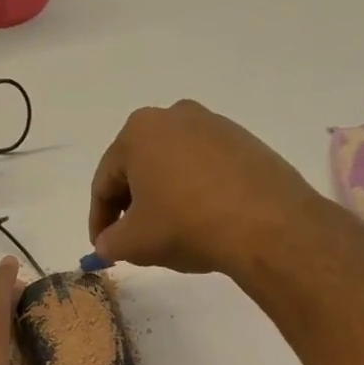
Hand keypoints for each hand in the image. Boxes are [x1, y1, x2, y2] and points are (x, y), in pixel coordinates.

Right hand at [89, 100, 329, 277]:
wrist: (264, 224)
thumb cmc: (185, 226)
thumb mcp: (134, 243)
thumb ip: (109, 242)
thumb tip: (106, 244)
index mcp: (138, 132)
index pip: (104, 182)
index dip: (99, 220)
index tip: (102, 247)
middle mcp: (174, 116)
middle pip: (138, 168)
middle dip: (131, 205)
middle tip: (130, 240)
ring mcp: (213, 125)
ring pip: (172, 166)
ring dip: (163, 198)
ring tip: (167, 232)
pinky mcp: (244, 141)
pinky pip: (204, 169)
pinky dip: (194, 193)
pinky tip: (200, 221)